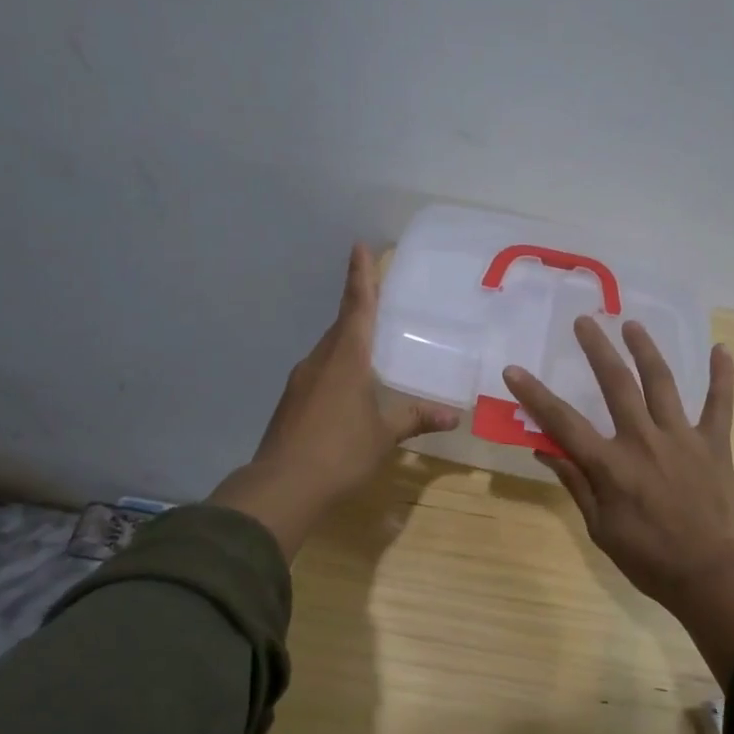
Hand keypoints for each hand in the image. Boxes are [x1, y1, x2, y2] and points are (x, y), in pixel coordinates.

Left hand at [209, 244, 459, 556]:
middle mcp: (320, 361)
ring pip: (329, 350)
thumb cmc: (340, 452)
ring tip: (370, 344)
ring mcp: (301, 381)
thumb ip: (414, 419)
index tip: (359, 246)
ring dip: (348, 341)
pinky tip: (349, 387)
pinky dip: (337, 368)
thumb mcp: (383, 435)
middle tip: (377, 295)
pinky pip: (320, 372)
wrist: (282, 486)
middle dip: (358, 307)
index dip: (361, 277)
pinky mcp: (292, 402)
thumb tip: (452, 415)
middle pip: (342, 325)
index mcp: (346, 359)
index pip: (357, 307)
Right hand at [504, 318, 733, 684]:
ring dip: (645, 350)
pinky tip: (722, 349)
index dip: (535, 395)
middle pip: (616, 384)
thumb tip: (544, 450)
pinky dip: (722, 376)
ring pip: (662, 382)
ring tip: (632, 324)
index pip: (563, 422)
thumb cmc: (650, 560)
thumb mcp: (600, 529)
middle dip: (597, 349)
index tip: (514, 370)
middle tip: (584, 321)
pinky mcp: (714, 443)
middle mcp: (643, 440)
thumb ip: (575, 484)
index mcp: (611, 465)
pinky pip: (720, 404)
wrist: (713, 577)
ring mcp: (682, 437)